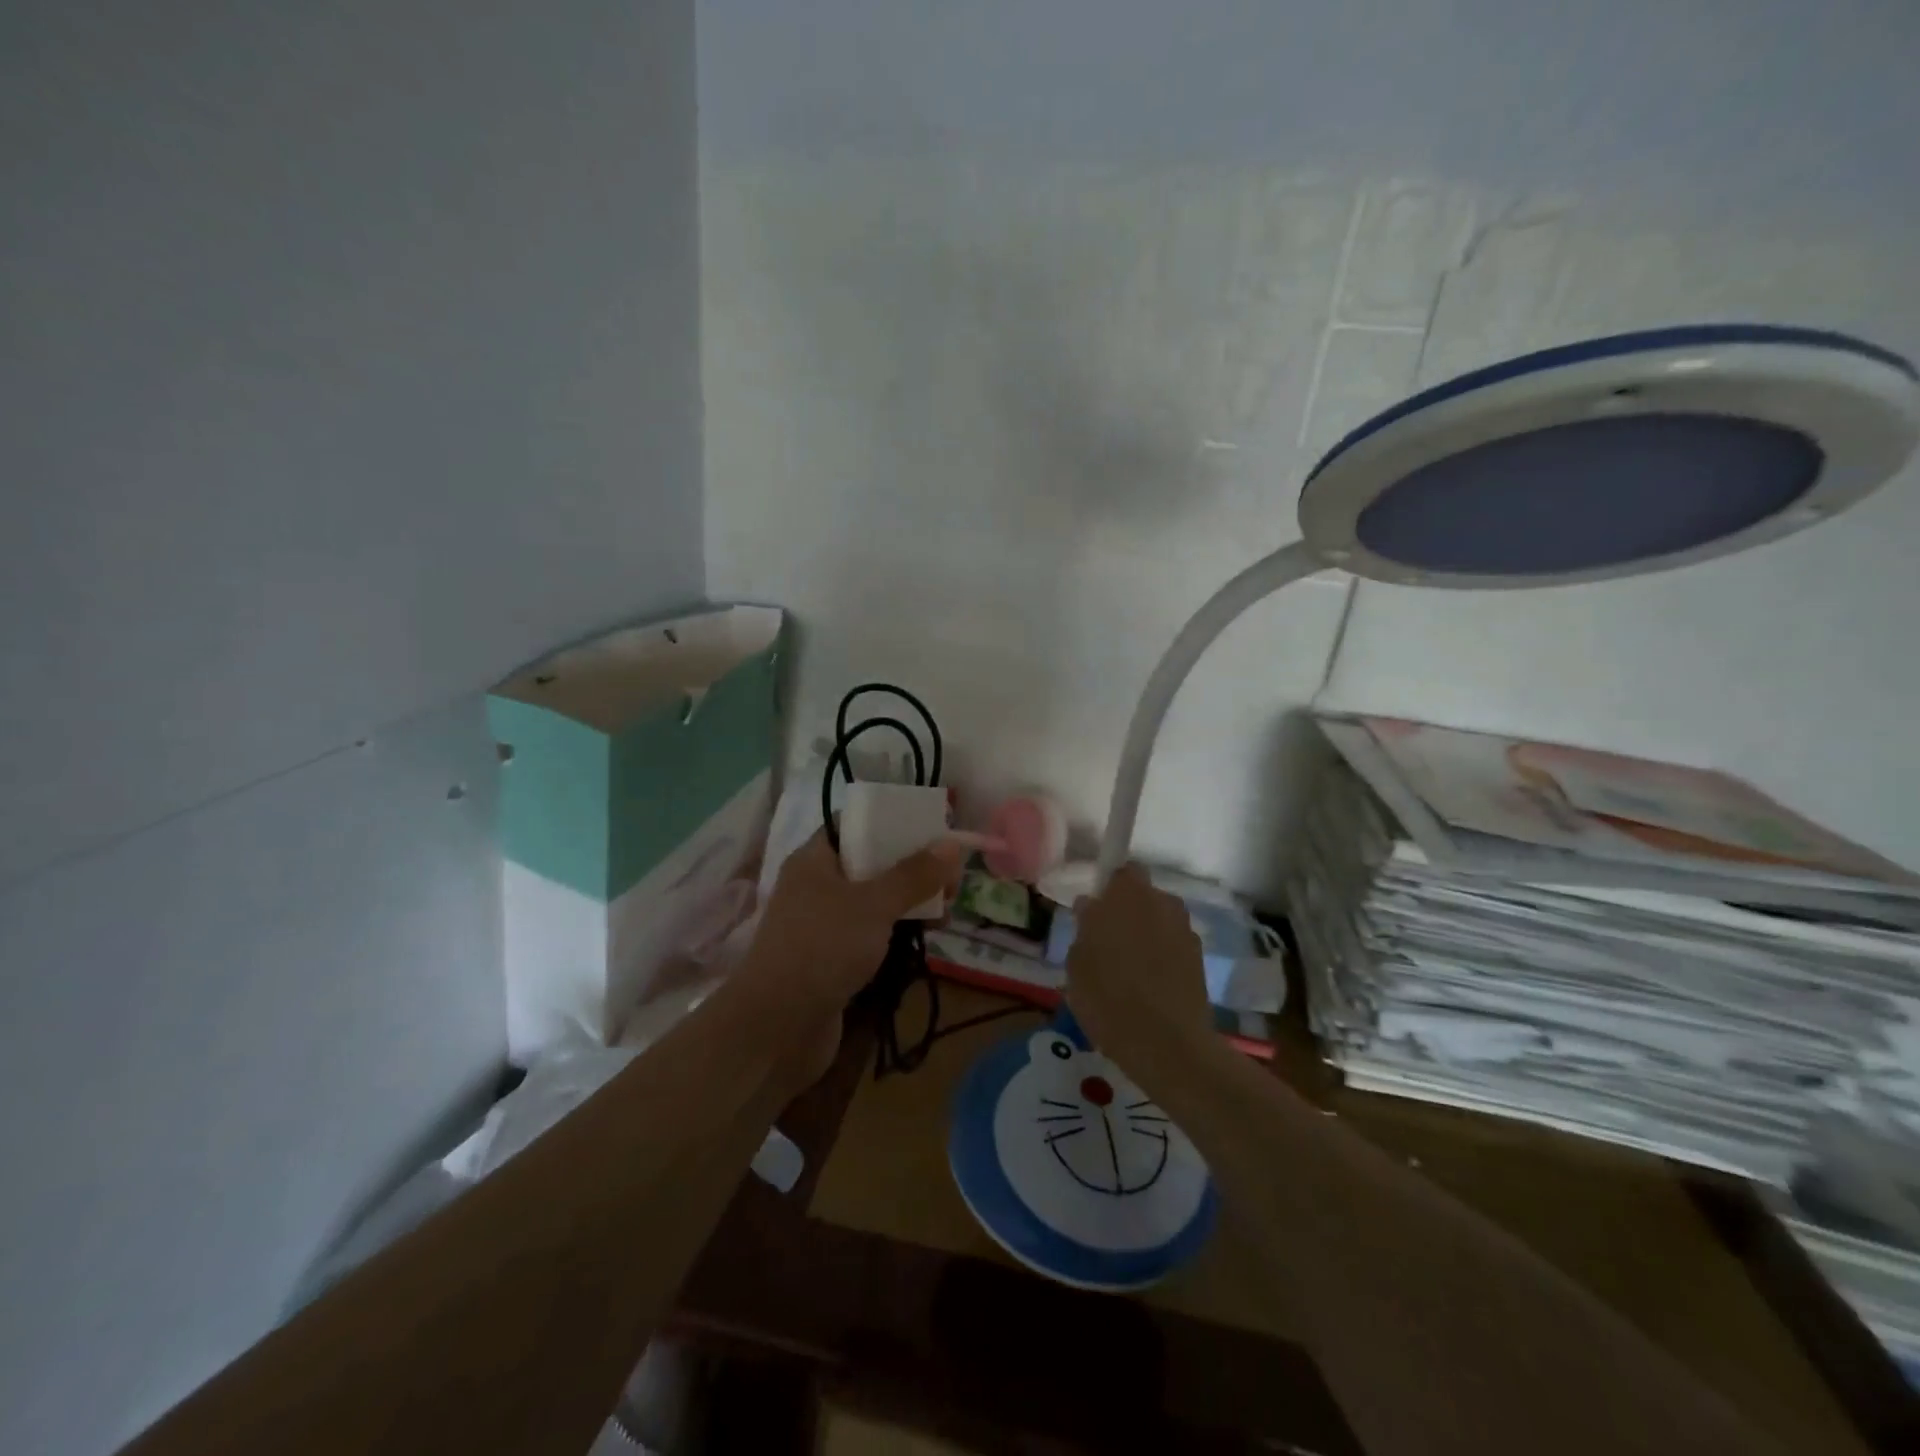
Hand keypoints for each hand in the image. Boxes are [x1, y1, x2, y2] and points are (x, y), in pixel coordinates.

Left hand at [740, 830, 962, 1023]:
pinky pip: (872, 934)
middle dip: (912, 868)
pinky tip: (927, 937)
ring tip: (947, 910)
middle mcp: (817, 887)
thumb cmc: (823, 948)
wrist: (777, 1028)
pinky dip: (897, 932)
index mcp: (815, 860)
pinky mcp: (833, 960)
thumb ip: (913, 875)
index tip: (931, 831)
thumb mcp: (873, 904)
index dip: (892, 823)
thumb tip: (951, 845)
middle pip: (871, 865)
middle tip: (951, 880)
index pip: (854, 826)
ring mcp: (824, 926)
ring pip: (874, 902)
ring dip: (910, 902)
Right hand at [1065, 863, 1215, 1079]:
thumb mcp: (1077, 964)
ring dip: (1147, 932)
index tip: (1095, 911)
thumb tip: (1091, 909)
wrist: (1166, 1043)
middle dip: (1128, 910)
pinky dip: (1163, 956)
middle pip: (1143, 895)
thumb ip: (1084, 929)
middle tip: (1107, 940)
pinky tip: (1149, 984)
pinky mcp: (1199, 957)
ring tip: (1129, 967)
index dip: (1108, 888)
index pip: (1120, 871)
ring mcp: (1184, 929)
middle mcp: (1160, 902)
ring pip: (1160, 920)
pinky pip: (1173, 945)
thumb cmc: (1108, 997)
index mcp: (1126, 894)